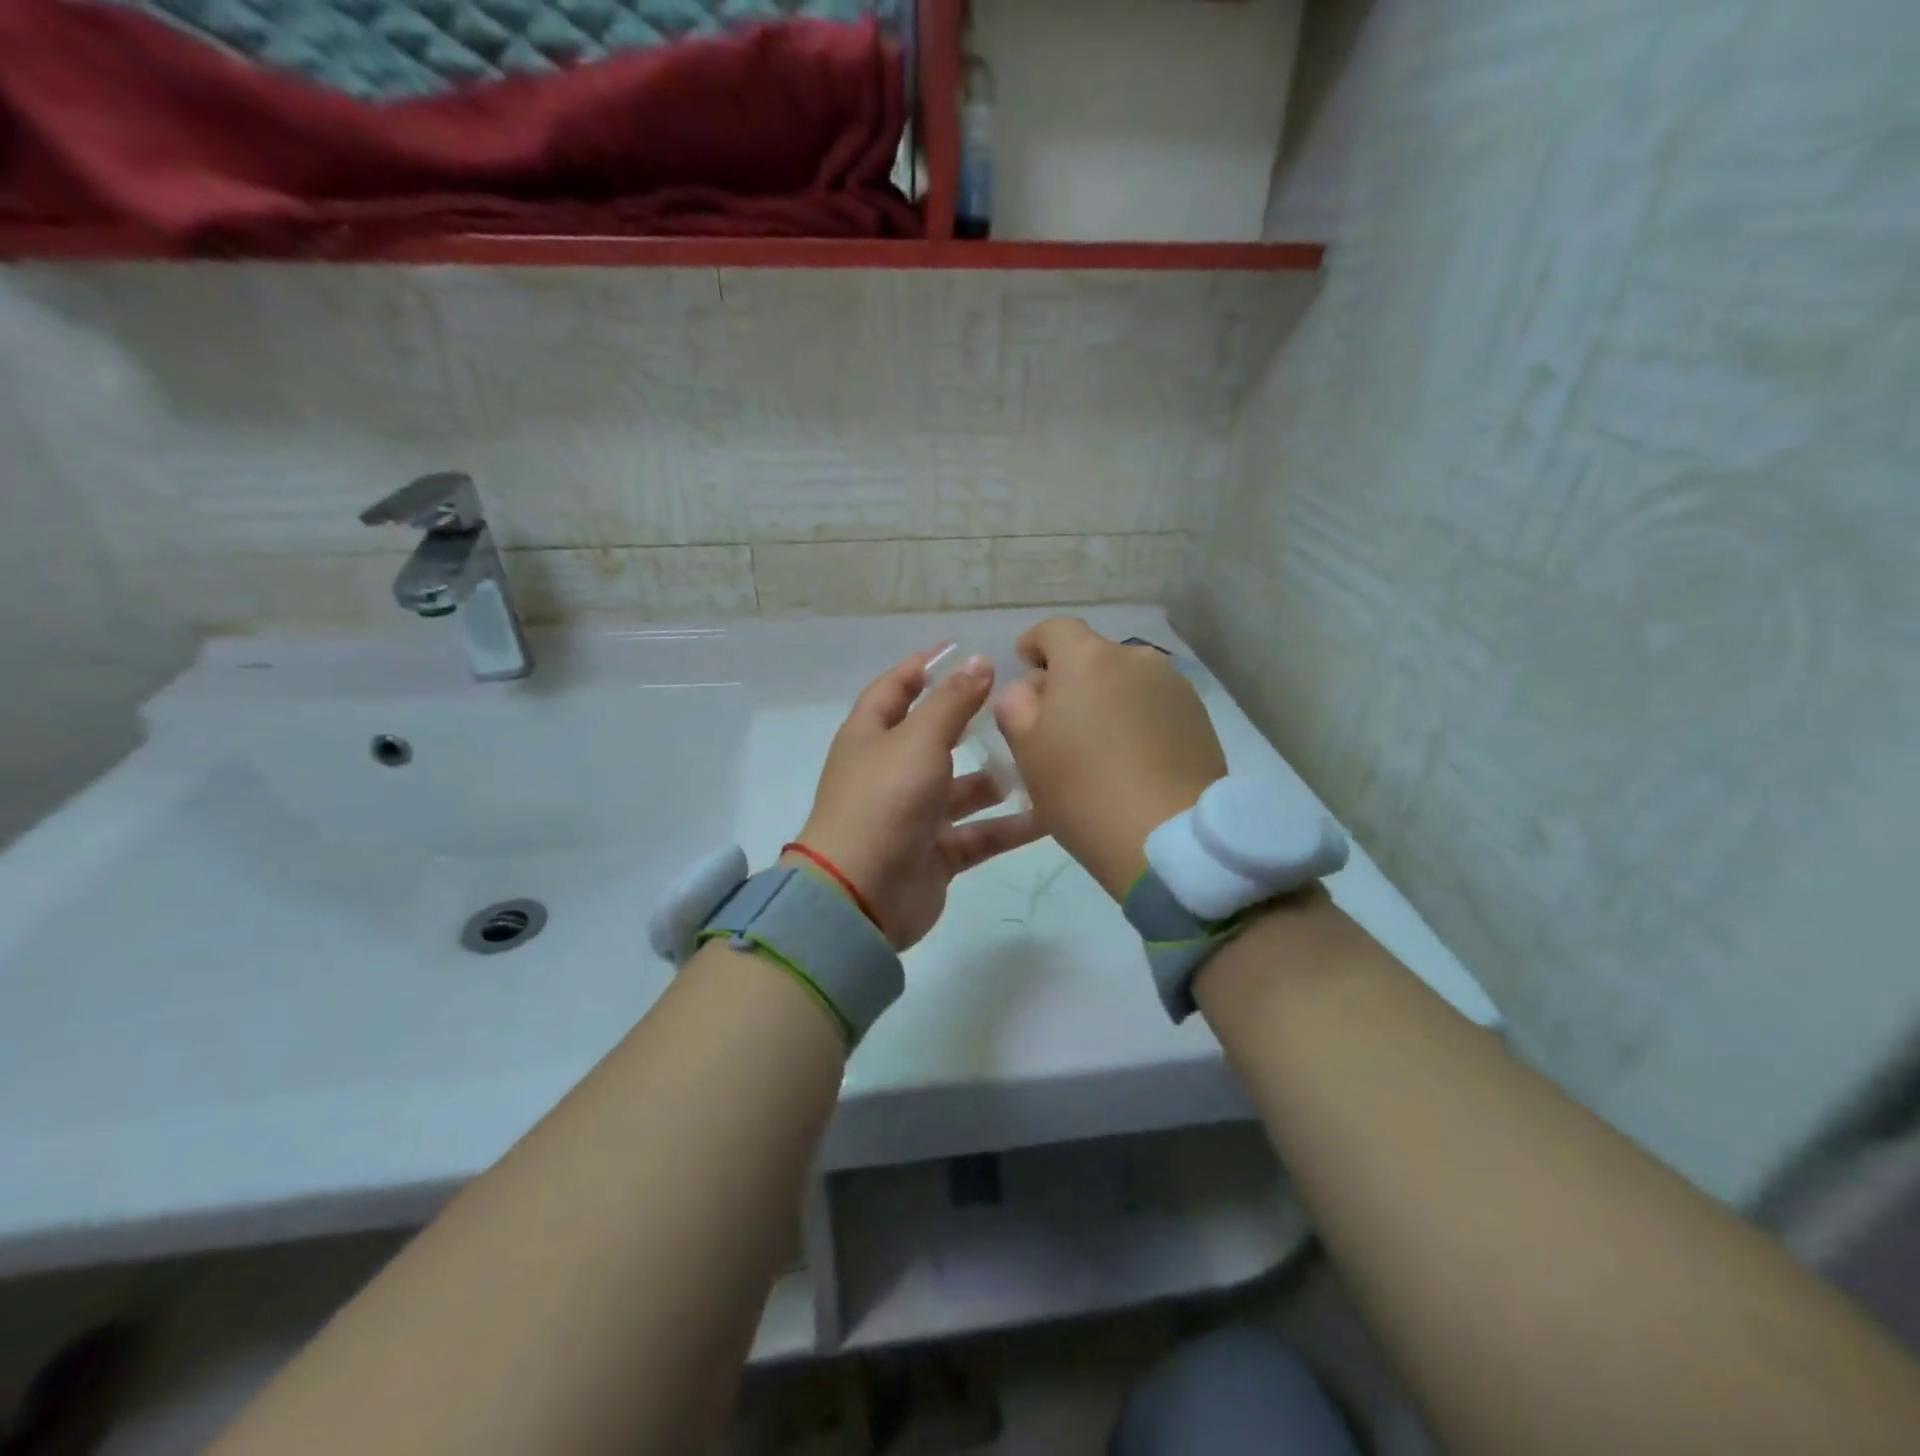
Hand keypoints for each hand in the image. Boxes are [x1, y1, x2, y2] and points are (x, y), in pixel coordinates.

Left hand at [794, 649, 1043, 949]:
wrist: (860, 897)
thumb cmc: (884, 802)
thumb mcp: (918, 741)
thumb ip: (951, 702)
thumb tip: (978, 661)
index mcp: (871, 736)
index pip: (895, 688)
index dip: (924, 666)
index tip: (962, 648)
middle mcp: (891, 772)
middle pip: (934, 737)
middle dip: (971, 721)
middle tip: (1018, 705)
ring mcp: (914, 815)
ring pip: (963, 789)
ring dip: (997, 778)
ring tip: (1038, 762)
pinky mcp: (936, 854)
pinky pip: (979, 834)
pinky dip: (1009, 826)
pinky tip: (1050, 815)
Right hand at [995, 617, 1226, 900]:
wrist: (1168, 838)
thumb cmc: (1083, 791)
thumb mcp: (1027, 751)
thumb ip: (1016, 705)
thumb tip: (1030, 689)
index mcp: (1088, 659)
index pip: (1054, 629)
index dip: (1034, 644)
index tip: (1026, 669)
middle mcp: (1136, 659)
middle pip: (1093, 655)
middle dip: (1072, 679)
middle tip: (1059, 724)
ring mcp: (1174, 686)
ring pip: (1127, 681)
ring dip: (1108, 699)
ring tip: (1101, 747)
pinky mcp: (1200, 717)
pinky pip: (1155, 705)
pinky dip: (1138, 719)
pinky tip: (1134, 759)